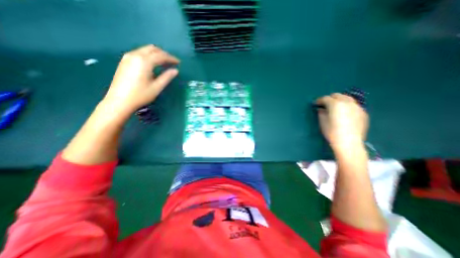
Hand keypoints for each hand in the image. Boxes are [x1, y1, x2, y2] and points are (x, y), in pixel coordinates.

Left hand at [102, 45, 179, 114]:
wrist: (119, 100)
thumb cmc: (141, 95)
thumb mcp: (157, 87)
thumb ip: (167, 77)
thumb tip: (175, 70)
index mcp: (144, 61)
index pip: (161, 55)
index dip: (171, 58)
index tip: (179, 62)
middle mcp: (135, 55)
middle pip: (152, 49)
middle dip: (164, 54)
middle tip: (172, 62)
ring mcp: (128, 57)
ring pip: (145, 50)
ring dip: (156, 54)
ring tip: (164, 63)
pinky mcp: (124, 61)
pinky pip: (139, 53)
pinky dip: (149, 56)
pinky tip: (153, 64)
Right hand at [317, 93, 366, 152]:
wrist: (349, 143)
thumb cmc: (332, 132)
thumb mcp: (322, 122)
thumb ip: (321, 113)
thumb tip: (321, 109)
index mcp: (336, 104)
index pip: (325, 98)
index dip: (319, 100)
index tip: (315, 104)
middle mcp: (347, 102)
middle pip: (337, 95)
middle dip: (329, 99)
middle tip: (324, 105)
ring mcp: (357, 107)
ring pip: (347, 99)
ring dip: (339, 101)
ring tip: (334, 108)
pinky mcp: (363, 113)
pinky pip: (353, 105)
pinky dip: (347, 106)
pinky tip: (344, 113)